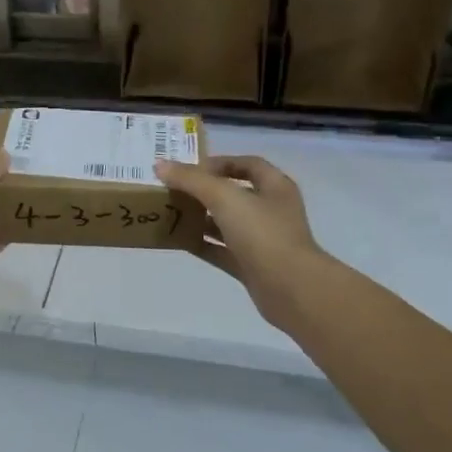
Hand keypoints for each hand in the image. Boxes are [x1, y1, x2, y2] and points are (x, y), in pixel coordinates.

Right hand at [155, 155, 333, 329]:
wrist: (291, 289)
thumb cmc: (263, 233)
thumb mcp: (224, 197)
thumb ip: (191, 180)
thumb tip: (160, 165)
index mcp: (275, 187)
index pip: (247, 164)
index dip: (219, 162)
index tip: (190, 168)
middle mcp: (271, 210)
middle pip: (235, 193)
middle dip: (204, 190)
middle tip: (174, 189)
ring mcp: (263, 240)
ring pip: (227, 223)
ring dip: (201, 217)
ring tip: (171, 213)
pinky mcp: (253, 266)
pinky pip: (222, 250)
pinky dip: (203, 244)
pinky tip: (178, 241)